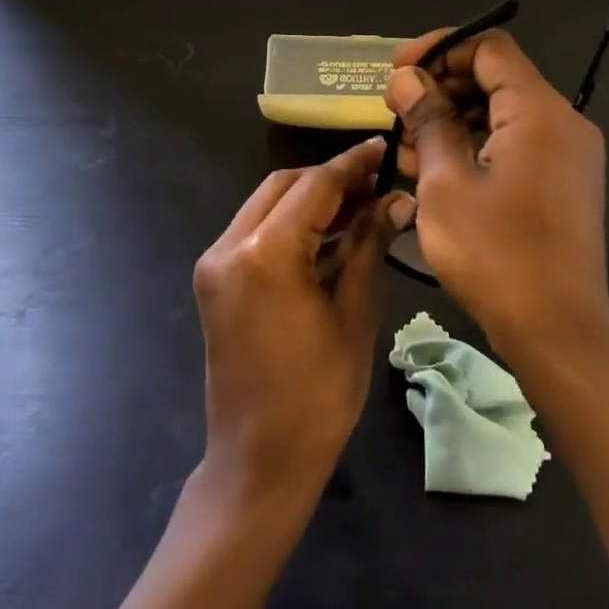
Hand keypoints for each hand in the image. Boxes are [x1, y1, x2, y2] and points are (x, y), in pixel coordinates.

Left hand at [192, 137, 411, 503]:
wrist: (258, 461)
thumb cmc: (318, 394)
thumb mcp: (353, 314)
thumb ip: (367, 246)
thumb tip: (394, 201)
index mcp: (266, 253)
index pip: (316, 186)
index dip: (353, 165)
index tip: (384, 146)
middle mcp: (230, 245)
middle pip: (285, 185)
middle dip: (331, 178)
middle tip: (376, 182)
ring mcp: (215, 262)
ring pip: (267, 203)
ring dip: (310, 199)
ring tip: (360, 205)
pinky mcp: (214, 279)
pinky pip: (255, 230)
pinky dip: (291, 223)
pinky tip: (329, 232)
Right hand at [385, 29, 608, 362]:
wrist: (559, 333)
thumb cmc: (497, 256)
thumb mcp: (446, 184)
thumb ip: (428, 120)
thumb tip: (407, 78)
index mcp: (539, 111)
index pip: (489, 48)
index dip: (439, 49)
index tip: (398, 72)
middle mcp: (562, 121)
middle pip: (495, 79)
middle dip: (441, 89)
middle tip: (396, 114)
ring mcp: (567, 154)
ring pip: (501, 113)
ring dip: (453, 121)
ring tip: (407, 150)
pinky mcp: (563, 181)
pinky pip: (515, 143)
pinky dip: (476, 147)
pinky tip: (436, 172)